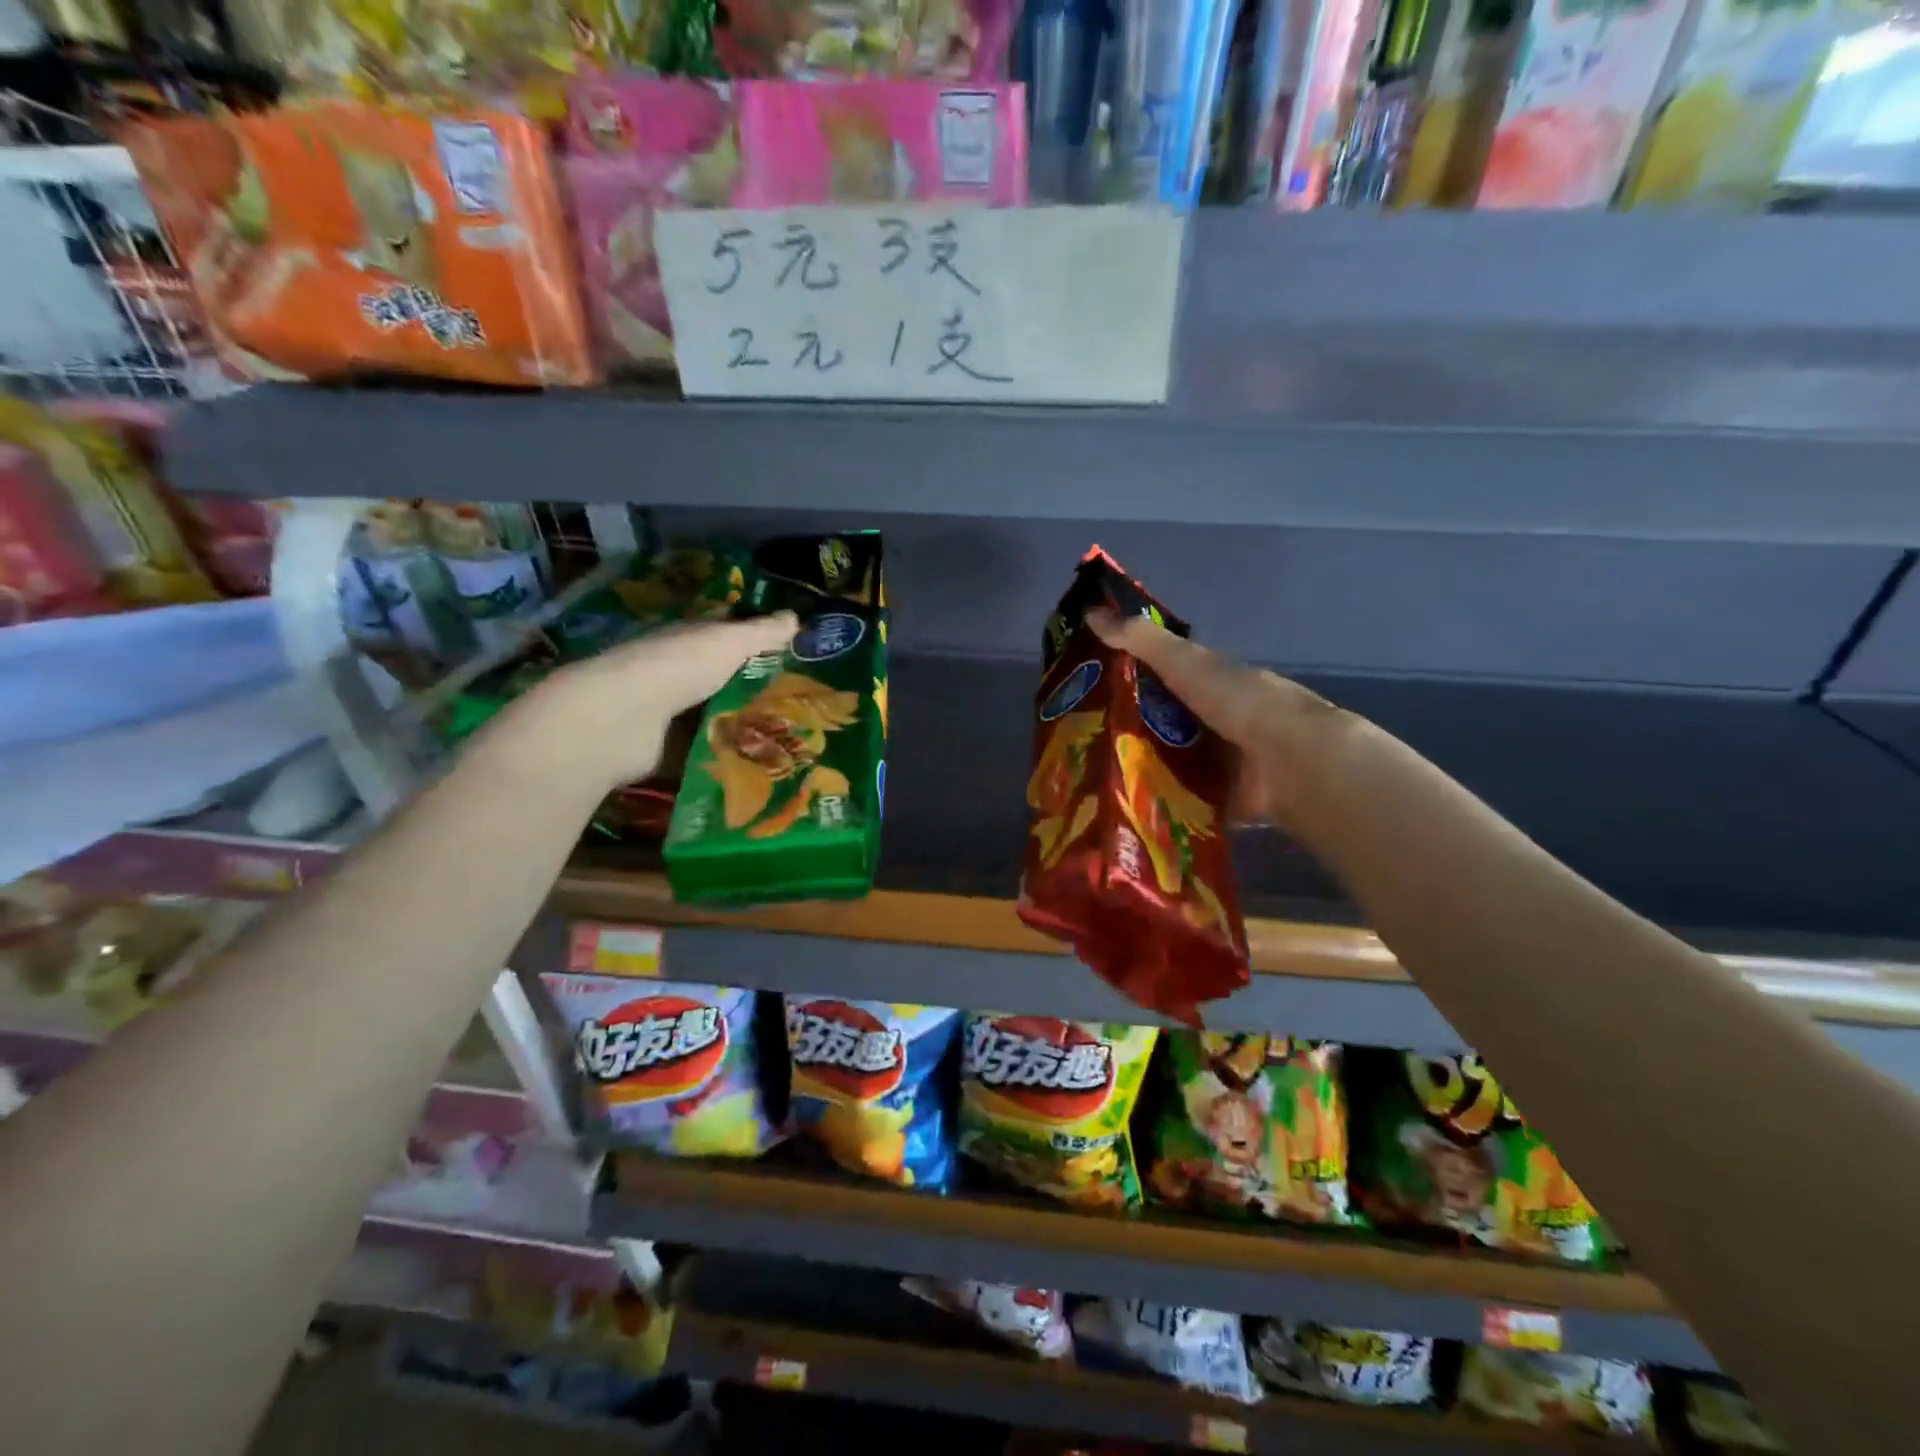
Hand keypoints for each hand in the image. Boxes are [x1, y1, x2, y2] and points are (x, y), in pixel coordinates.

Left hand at [495, 613, 798, 795]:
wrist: (620, 720)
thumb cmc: (676, 668)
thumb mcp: (727, 643)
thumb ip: (761, 633)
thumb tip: (796, 617)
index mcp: (684, 641)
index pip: (723, 638)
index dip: (753, 645)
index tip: (791, 659)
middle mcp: (671, 674)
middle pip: (716, 681)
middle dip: (748, 691)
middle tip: (795, 707)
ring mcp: (662, 714)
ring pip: (708, 717)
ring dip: (736, 727)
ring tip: (784, 741)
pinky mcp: (660, 751)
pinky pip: (698, 752)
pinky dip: (720, 758)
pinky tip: (752, 767)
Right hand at [1087, 607, 1353, 831]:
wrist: (1289, 761)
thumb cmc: (1237, 701)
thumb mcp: (1182, 661)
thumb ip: (1140, 640)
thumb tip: (1091, 610)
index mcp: (1209, 681)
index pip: (1160, 675)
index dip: (1125, 677)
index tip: (1084, 687)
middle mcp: (1214, 719)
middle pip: (1160, 721)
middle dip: (1124, 728)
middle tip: (1077, 740)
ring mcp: (1219, 761)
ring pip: (1167, 761)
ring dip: (1137, 767)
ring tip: (1088, 777)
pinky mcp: (1220, 798)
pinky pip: (1181, 799)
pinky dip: (1158, 803)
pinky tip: (1121, 807)